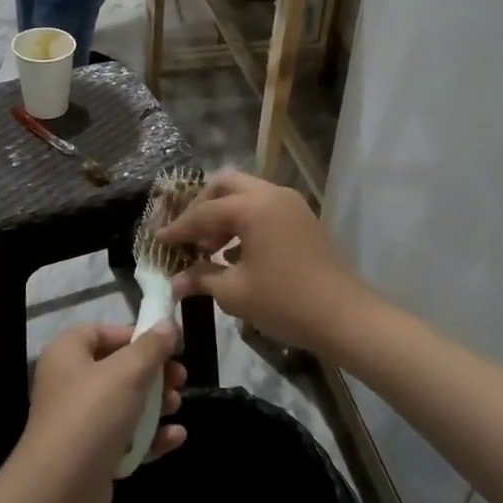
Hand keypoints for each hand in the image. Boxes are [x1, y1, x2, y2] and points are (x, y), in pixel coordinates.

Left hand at [16, 323, 186, 502]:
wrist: (60, 488)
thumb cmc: (92, 414)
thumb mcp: (128, 372)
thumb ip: (151, 347)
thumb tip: (168, 324)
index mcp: (68, 353)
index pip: (103, 332)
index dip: (135, 335)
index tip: (167, 344)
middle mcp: (70, 382)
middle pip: (119, 369)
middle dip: (154, 373)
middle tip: (180, 378)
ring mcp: (80, 421)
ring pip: (125, 404)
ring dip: (156, 404)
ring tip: (176, 405)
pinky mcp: (92, 454)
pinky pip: (126, 437)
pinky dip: (150, 436)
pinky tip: (176, 437)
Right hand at [160, 170, 373, 354]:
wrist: (344, 317)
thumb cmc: (284, 302)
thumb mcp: (234, 292)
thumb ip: (201, 279)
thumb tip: (174, 283)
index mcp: (253, 207)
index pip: (204, 212)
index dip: (179, 228)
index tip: (158, 240)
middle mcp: (272, 195)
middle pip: (226, 185)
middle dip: (202, 205)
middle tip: (187, 233)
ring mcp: (291, 205)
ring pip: (247, 194)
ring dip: (224, 214)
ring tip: (209, 248)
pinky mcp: (302, 220)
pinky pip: (264, 208)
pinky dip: (244, 221)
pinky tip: (234, 253)